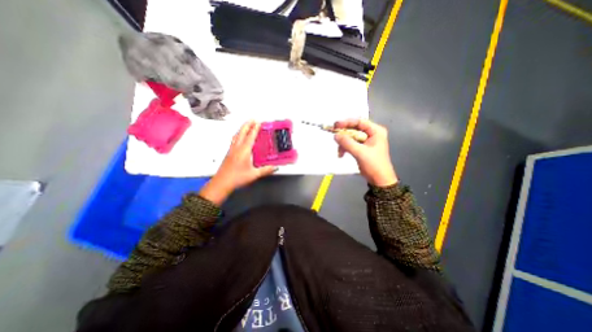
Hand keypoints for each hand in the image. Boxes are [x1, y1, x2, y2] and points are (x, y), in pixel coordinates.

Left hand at [198, 122, 277, 204]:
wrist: (222, 183)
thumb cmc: (237, 178)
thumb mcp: (254, 174)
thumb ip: (265, 170)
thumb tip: (275, 167)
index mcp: (244, 151)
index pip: (250, 136)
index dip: (255, 129)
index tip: (258, 122)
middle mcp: (237, 148)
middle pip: (242, 132)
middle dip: (248, 125)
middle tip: (252, 119)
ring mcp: (232, 150)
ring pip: (237, 135)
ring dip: (242, 128)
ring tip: (246, 125)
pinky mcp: (229, 153)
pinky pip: (234, 140)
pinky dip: (238, 135)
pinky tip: (238, 137)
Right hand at [332, 118, 396, 185]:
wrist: (379, 180)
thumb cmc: (374, 165)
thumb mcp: (360, 153)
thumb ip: (348, 143)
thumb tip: (335, 135)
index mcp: (375, 131)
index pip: (359, 121)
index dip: (346, 122)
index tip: (335, 125)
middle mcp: (371, 133)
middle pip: (354, 129)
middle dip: (344, 135)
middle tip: (335, 138)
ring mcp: (366, 141)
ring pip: (350, 137)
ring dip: (343, 144)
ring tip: (340, 152)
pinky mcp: (362, 148)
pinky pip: (351, 144)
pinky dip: (345, 148)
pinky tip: (341, 154)